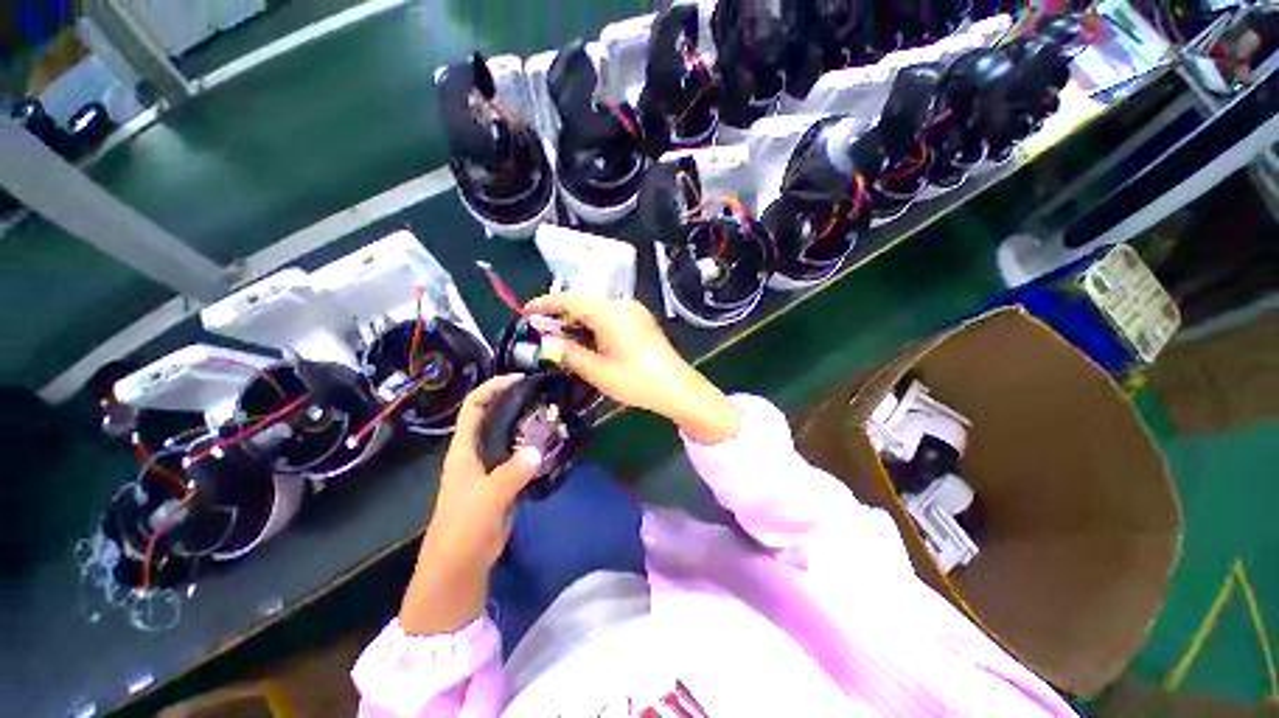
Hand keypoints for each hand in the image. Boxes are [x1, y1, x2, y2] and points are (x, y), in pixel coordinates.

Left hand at [398, 375, 541, 634]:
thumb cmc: (463, 531)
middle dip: (515, 399)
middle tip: (545, 393)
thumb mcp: (487, 501)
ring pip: (508, 433)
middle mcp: (475, 451)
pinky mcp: (502, 480)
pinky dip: (533, 443)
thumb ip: (511, 475)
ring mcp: (490, 466)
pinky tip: (551, 442)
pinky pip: (518, 452)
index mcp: (464, 448)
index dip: (494, 387)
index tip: (521, 378)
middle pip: (493, 414)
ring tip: (552, 412)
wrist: (459, 568)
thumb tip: (537, 450)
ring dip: (526, 420)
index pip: (475, 405)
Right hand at [525, 295, 739, 444]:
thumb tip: (547, 342)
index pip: (570, 299)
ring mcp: (634, 311)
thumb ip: (568, 353)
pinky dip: (594, 326)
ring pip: (597, 310)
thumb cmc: (635, 380)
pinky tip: (588, 342)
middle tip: (543, 334)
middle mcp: (622, 304)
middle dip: (561, 316)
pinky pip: (610, 316)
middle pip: (584, 303)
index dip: (545, 304)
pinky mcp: (641, 321)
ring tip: (563, 341)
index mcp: (609, 312)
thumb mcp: (596, 370)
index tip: (526, 311)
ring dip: (578, 322)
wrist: (677, 388)